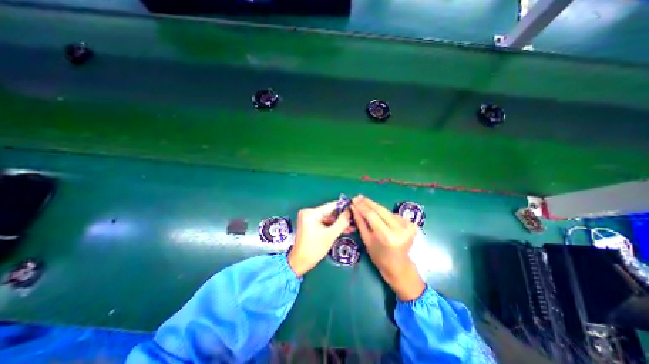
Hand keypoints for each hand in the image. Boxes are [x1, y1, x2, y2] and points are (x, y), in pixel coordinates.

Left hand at [286, 202, 353, 277]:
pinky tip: (343, 229)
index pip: (331, 206)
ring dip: (339, 223)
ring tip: (351, 227)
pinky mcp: (310, 224)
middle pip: (330, 212)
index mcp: (311, 213)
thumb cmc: (314, 249)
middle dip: (342, 218)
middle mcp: (309, 212)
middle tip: (354, 220)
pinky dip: (333, 226)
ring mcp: (309, 218)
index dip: (343, 207)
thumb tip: (349, 212)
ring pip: (328, 218)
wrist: (300, 262)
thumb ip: (341, 222)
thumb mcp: (330, 235)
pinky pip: (324, 222)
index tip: (354, 209)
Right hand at [350, 196, 427, 301]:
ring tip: (365, 205)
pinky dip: (384, 214)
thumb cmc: (378, 256)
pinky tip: (379, 216)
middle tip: (358, 197)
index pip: (372, 215)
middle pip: (380, 210)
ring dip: (375, 207)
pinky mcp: (412, 224)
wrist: (399, 266)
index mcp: (387, 236)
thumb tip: (353, 207)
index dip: (362, 206)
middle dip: (368, 202)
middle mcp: (399, 229)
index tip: (354, 199)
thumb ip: (360, 221)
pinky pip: (393, 215)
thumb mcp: (366, 239)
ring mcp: (408, 226)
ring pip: (386, 211)